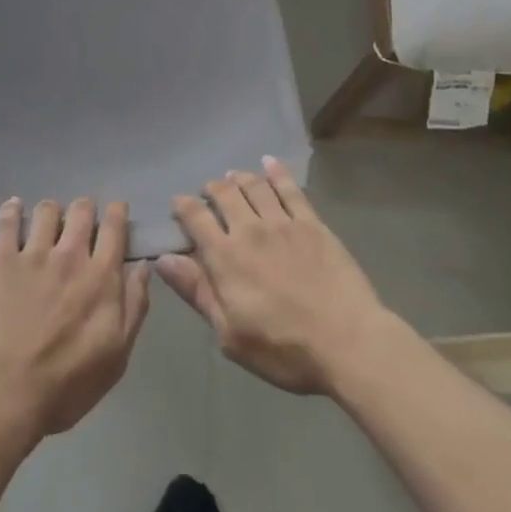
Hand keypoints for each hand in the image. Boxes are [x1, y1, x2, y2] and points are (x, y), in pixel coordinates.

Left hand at [0, 198, 152, 440]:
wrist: (10, 391)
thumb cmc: (70, 382)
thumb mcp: (118, 354)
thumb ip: (135, 305)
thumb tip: (143, 266)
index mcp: (102, 276)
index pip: (115, 227)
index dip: (117, 212)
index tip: (116, 211)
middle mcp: (71, 255)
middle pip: (82, 210)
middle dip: (85, 209)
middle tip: (80, 222)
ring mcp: (34, 254)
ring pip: (47, 210)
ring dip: (51, 212)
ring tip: (46, 224)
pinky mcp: (2, 260)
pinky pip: (7, 221)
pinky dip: (12, 210)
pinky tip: (14, 208)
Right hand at [159, 157, 391, 395]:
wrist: (348, 342)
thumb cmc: (284, 349)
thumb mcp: (230, 333)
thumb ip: (197, 292)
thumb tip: (163, 259)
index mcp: (225, 257)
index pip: (196, 218)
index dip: (183, 206)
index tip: (177, 203)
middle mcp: (250, 230)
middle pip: (224, 194)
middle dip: (211, 188)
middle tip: (208, 190)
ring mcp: (283, 222)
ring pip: (254, 186)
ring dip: (239, 177)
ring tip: (233, 175)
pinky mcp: (312, 223)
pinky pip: (290, 189)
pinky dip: (276, 172)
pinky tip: (269, 162)